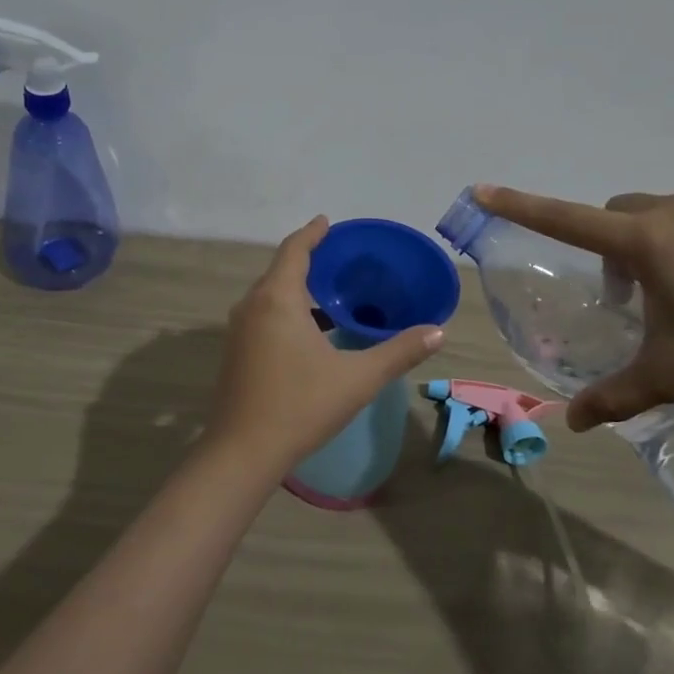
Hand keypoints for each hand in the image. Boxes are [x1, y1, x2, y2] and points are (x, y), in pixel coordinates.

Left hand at [206, 217, 444, 469]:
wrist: (243, 452)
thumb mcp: (358, 378)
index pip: (294, 250)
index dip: (312, 233)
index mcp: (277, 299)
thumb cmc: (301, 406)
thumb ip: (399, 352)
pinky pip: (263, 316)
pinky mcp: (235, 352)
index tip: (327, 222)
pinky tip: (310, 332)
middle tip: (339, 258)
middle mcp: (252, 306)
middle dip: (307, 259)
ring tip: (330, 293)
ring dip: (296, 289)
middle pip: (280, 270)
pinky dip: (286, 310)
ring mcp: (239, 331)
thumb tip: (438, 331)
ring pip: (269, 296)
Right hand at [475, 186, 673, 430]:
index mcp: (642, 241)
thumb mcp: (670, 373)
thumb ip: (617, 397)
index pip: (564, 218)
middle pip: (612, 214)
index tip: (484, 189)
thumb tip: (573, 426)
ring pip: (654, 217)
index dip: (520, 206)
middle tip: (625, 298)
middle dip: (604, 247)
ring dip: (645, 249)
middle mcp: (670, 214)